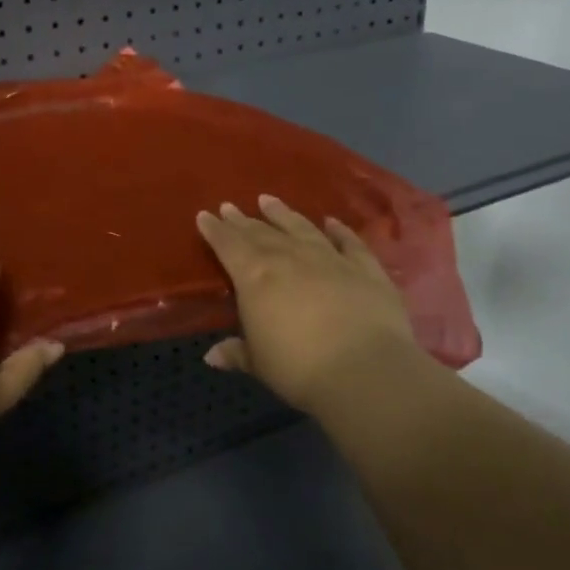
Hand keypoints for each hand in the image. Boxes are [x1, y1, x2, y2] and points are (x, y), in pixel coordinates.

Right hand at [196, 195, 416, 416]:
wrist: (365, 370)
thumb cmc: (299, 368)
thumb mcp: (260, 364)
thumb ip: (237, 352)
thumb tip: (212, 356)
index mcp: (255, 276)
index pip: (228, 245)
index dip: (214, 230)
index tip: (204, 215)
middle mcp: (289, 257)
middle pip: (260, 232)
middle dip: (242, 220)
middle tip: (230, 206)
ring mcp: (329, 258)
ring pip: (300, 227)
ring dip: (283, 213)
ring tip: (268, 200)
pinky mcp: (364, 268)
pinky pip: (349, 243)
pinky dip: (339, 230)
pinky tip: (331, 222)